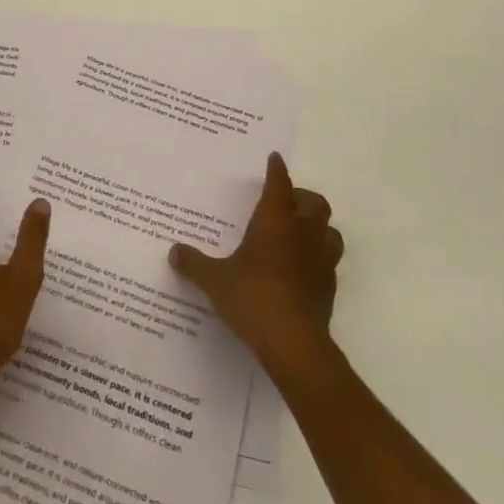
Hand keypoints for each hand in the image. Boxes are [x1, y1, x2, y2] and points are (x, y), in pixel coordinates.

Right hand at [169, 152, 342, 378]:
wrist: (294, 344)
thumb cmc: (253, 298)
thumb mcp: (215, 281)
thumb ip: (194, 264)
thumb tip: (173, 251)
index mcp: (275, 221)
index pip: (279, 184)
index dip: (277, 170)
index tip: (275, 159)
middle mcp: (302, 234)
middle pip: (315, 203)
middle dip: (302, 199)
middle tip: (286, 203)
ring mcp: (321, 261)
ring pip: (330, 232)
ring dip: (318, 229)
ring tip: (299, 235)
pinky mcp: (329, 288)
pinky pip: (328, 263)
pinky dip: (317, 260)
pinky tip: (301, 271)